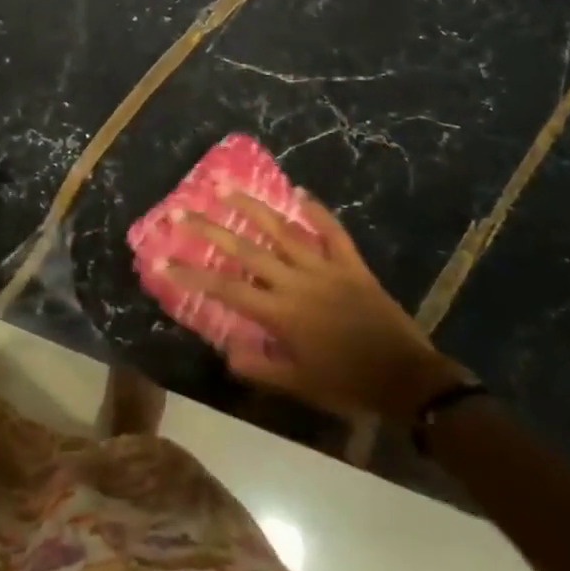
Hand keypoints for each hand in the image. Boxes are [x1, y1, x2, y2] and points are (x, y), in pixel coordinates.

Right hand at [169, 191, 469, 421]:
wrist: (409, 379)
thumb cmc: (348, 384)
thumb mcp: (300, 385)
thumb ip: (260, 367)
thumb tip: (224, 352)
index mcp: (280, 312)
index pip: (225, 289)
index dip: (190, 275)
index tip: (161, 260)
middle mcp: (296, 282)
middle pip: (245, 249)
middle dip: (209, 229)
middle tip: (181, 210)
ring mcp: (325, 268)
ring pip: (282, 230)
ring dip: (252, 206)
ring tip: (225, 186)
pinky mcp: (352, 264)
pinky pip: (332, 232)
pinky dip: (317, 211)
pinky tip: (300, 192)